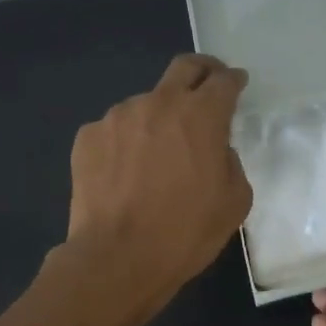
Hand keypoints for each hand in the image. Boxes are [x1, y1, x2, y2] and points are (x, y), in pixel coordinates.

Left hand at [64, 54, 252, 320]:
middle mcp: (158, 103)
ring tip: (159, 155)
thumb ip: (230, 163)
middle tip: (208, 86)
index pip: (223, 81)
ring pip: (146, 104)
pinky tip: (128, 174)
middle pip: (184, 68)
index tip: (237, 84)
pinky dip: (128, 143)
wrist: (118, 258)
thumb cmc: (186, 233)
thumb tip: (215, 151)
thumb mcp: (234, 203)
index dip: (234, 80)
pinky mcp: (88, 137)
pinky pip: (116, 131)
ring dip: (159, 118)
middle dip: (202, 71)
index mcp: (201, 116)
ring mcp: (117, 117)